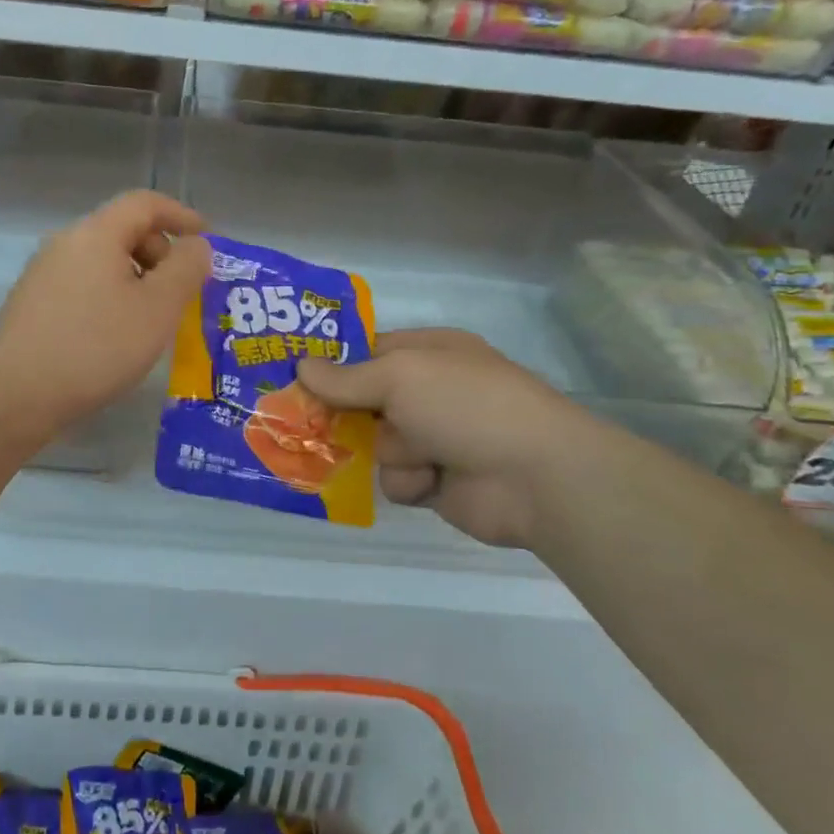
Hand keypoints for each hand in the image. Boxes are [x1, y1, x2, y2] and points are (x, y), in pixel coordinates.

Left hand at [0, 190, 208, 440]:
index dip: (181, 215)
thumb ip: (186, 269)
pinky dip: (109, 294)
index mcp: (95, 233)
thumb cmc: (97, 347)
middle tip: (180, 292)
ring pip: (101, 260)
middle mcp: (64, 242)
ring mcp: (42, 272)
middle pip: (122, 230)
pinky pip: (82, 283)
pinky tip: (114, 333)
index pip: (144, 203)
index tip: (206, 241)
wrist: (18, 394)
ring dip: (135, 278)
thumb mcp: (158, 308)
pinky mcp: (31, 302)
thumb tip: (196, 245)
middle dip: (159, 253)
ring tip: (151, 318)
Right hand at [297, 328, 588, 546]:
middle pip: (364, 401)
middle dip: (347, 415)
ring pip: (377, 443)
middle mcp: (430, 392)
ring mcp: (435, 437)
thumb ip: (346, 377)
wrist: (536, 477)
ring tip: (419, 455)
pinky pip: (396, 478)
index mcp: (429, 353)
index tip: (297, 377)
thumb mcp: (400, 376)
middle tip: (310, 422)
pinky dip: (408, 480)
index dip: (334, 364)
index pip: (368, 352)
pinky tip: (430, 481)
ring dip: (391, 452)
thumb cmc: (466, 406)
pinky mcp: (436, 480)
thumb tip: (300, 365)